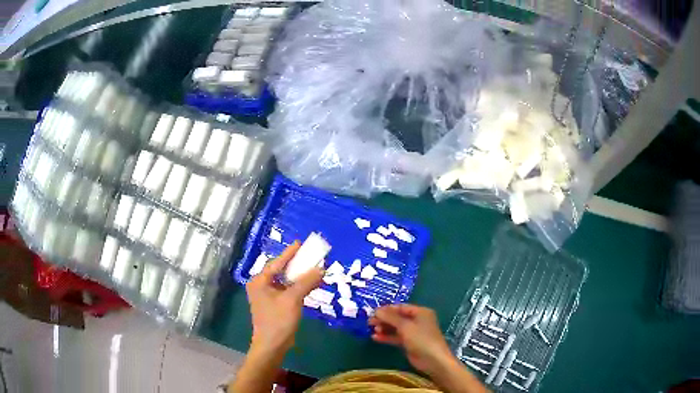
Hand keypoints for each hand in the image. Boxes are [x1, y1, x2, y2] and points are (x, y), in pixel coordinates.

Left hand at [246, 242, 323, 354]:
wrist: (272, 345)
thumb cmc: (278, 320)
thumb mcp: (293, 299)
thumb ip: (306, 282)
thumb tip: (322, 268)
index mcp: (260, 281)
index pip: (276, 263)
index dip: (289, 253)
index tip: (300, 243)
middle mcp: (261, 286)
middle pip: (280, 271)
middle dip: (296, 265)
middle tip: (309, 256)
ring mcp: (267, 296)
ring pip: (285, 281)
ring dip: (299, 277)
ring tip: (313, 268)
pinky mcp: (274, 304)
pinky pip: (287, 290)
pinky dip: (298, 287)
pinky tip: (310, 284)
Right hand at [369, 304, 454, 376]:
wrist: (433, 360)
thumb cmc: (421, 339)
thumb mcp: (405, 326)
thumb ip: (391, 317)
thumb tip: (377, 310)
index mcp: (420, 312)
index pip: (401, 307)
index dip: (387, 309)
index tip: (373, 312)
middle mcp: (417, 320)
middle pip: (397, 317)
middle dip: (384, 319)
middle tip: (369, 322)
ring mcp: (413, 333)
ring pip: (396, 328)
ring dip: (384, 328)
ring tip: (371, 330)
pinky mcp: (409, 343)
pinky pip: (396, 337)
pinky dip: (386, 337)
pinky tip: (375, 338)